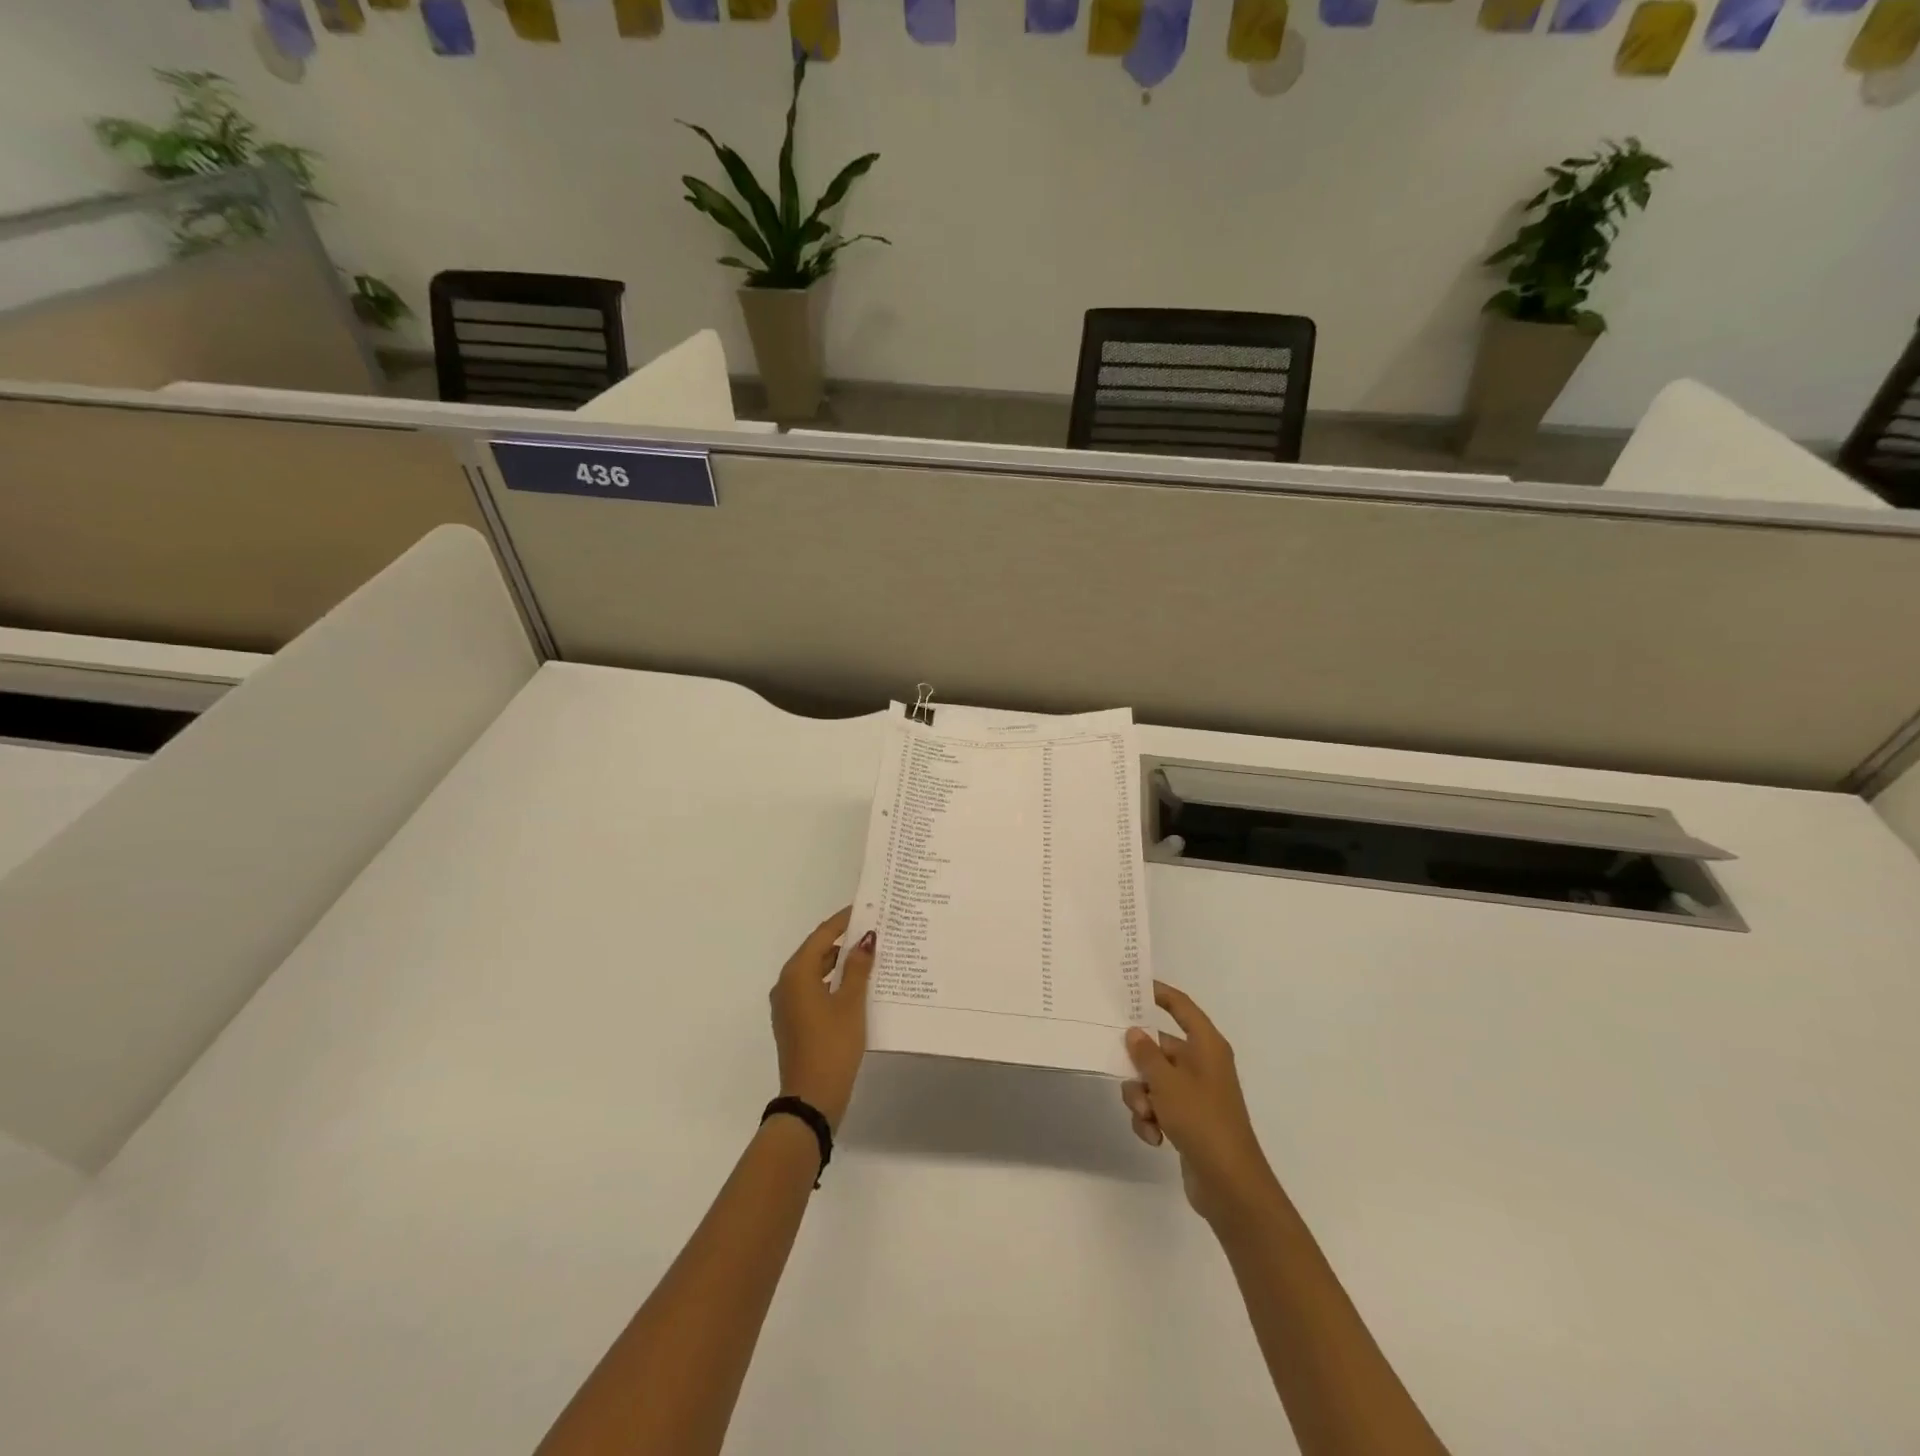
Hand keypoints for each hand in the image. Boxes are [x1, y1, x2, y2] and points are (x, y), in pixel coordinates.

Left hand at [770, 907, 874, 1131]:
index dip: (843, 920)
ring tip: (870, 956)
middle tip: (873, 931)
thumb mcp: (851, 1003)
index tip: (866, 908)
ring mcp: (787, 1005)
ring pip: (815, 972)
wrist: (811, 1099)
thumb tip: (865, 938)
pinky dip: (833, 982)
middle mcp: (786, 984)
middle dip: (843, 941)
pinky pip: (814, 990)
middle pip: (816, 952)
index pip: (822, 935)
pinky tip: (857, 986)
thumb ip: (858, 968)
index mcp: (796, 974)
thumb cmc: (832, 1045)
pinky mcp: (794, 1022)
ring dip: (839, 963)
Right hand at [1121, 981, 1276, 1224]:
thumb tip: (1135, 1032)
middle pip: (1159, 1048)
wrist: (1230, 1186)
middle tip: (1118, 1067)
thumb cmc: (1202, 1121)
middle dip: (1138, 1065)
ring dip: (1141, 1098)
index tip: (1132, 986)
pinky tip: (1154, 1138)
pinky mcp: (1188, 1121)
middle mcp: (1202, 1064)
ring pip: (1153, 1080)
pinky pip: (1158, 1107)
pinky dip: (1150, 1120)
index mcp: (1206, 1046)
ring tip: (1147, 1116)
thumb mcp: (1167, 1083)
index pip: (1181, 1007)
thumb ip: (1146, 1054)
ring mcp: (1195, 1094)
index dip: (1159, 993)